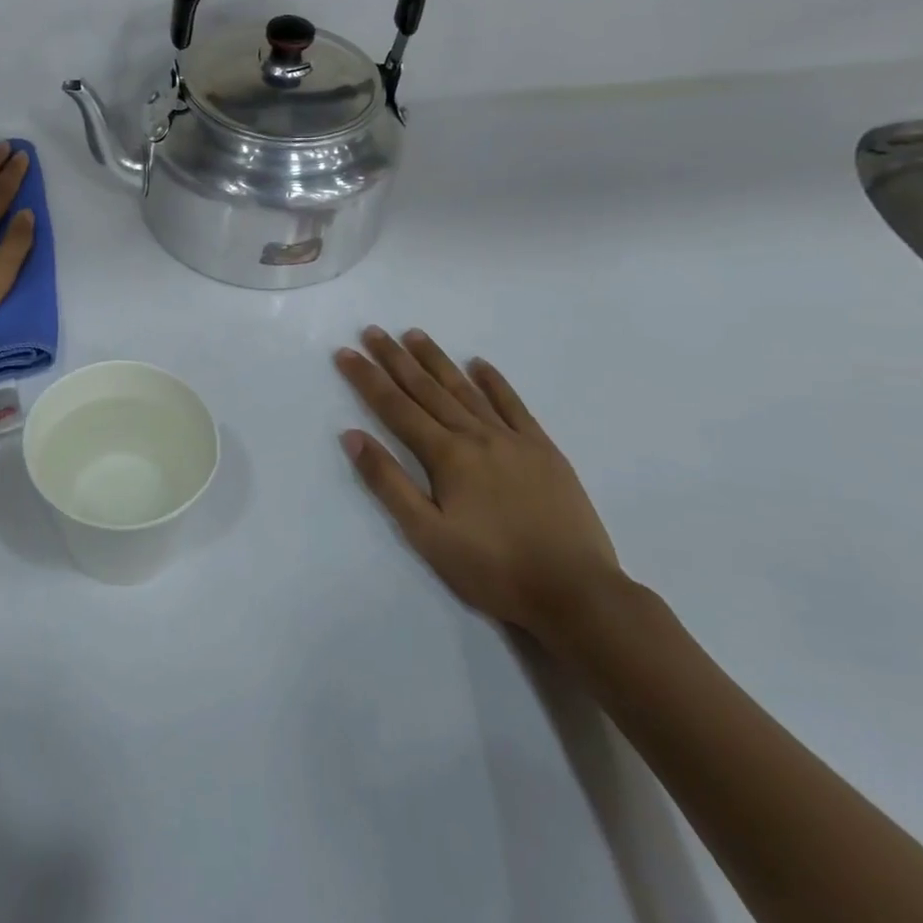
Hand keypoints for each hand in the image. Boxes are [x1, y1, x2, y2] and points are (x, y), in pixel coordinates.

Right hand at [335, 327, 622, 645]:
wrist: (576, 591)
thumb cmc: (493, 569)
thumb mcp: (428, 535)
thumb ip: (389, 482)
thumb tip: (352, 436)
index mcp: (446, 455)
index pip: (396, 408)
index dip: (368, 379)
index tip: (346, 352)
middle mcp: (477, 435)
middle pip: (427, 389)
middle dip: (396, 359)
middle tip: (373, 331)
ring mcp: (514, 439)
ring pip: (466, 389)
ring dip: (437, 361)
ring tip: (414, 335)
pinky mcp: (544, 450)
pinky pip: (514, 405)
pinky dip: (494, 382)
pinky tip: (480, 364)